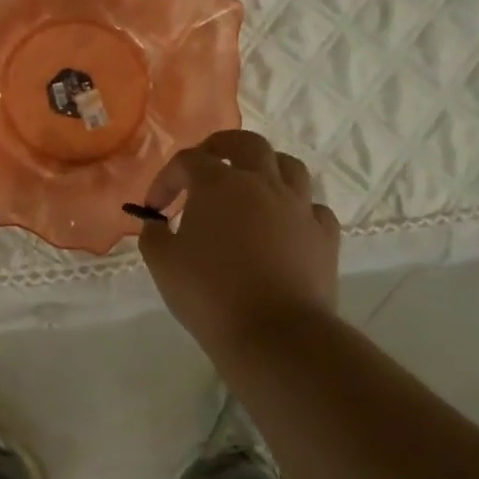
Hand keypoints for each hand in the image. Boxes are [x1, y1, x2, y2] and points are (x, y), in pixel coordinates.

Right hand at [137, 130, 340, 349]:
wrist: (275, 335)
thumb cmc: (210, 294)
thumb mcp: (163, 264)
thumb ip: (154, 235)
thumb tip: (158, 224)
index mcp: (218, 183)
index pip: (188, 161)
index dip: (166, 178)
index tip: (155, 209)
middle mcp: (262, 183)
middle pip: (246, 143)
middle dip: (223, 146)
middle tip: (208, 161)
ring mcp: (298, 207)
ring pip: (289, 167)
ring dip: (267, 168)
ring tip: (253, 184)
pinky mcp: (324, 236)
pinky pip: (314, 208)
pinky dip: (298, 208)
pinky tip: (286, 224)